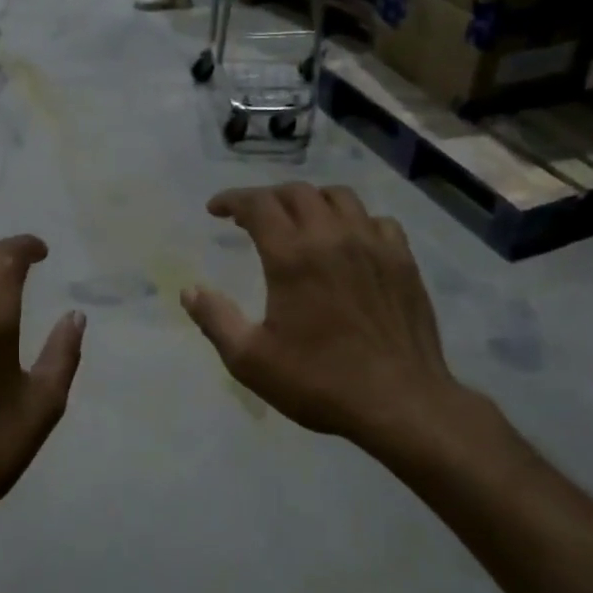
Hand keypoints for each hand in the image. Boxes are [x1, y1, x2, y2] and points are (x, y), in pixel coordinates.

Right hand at [181, 184, 460, 448]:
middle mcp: (334, 237)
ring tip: (298, 221)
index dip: (232, 200)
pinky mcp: (403, 260)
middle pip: (297, 192)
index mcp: (293, 256)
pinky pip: (376, 220)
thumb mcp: (250, 360)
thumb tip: (189, 291)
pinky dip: (353, 221)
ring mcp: (374, 244)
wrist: (399, 400)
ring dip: (311, 201)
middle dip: (268, 197)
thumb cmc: (318, 382)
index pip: (258, 205)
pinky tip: (348, 242)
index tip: (216, 209)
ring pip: (340, 198)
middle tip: (251, 217)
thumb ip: (216, 319)